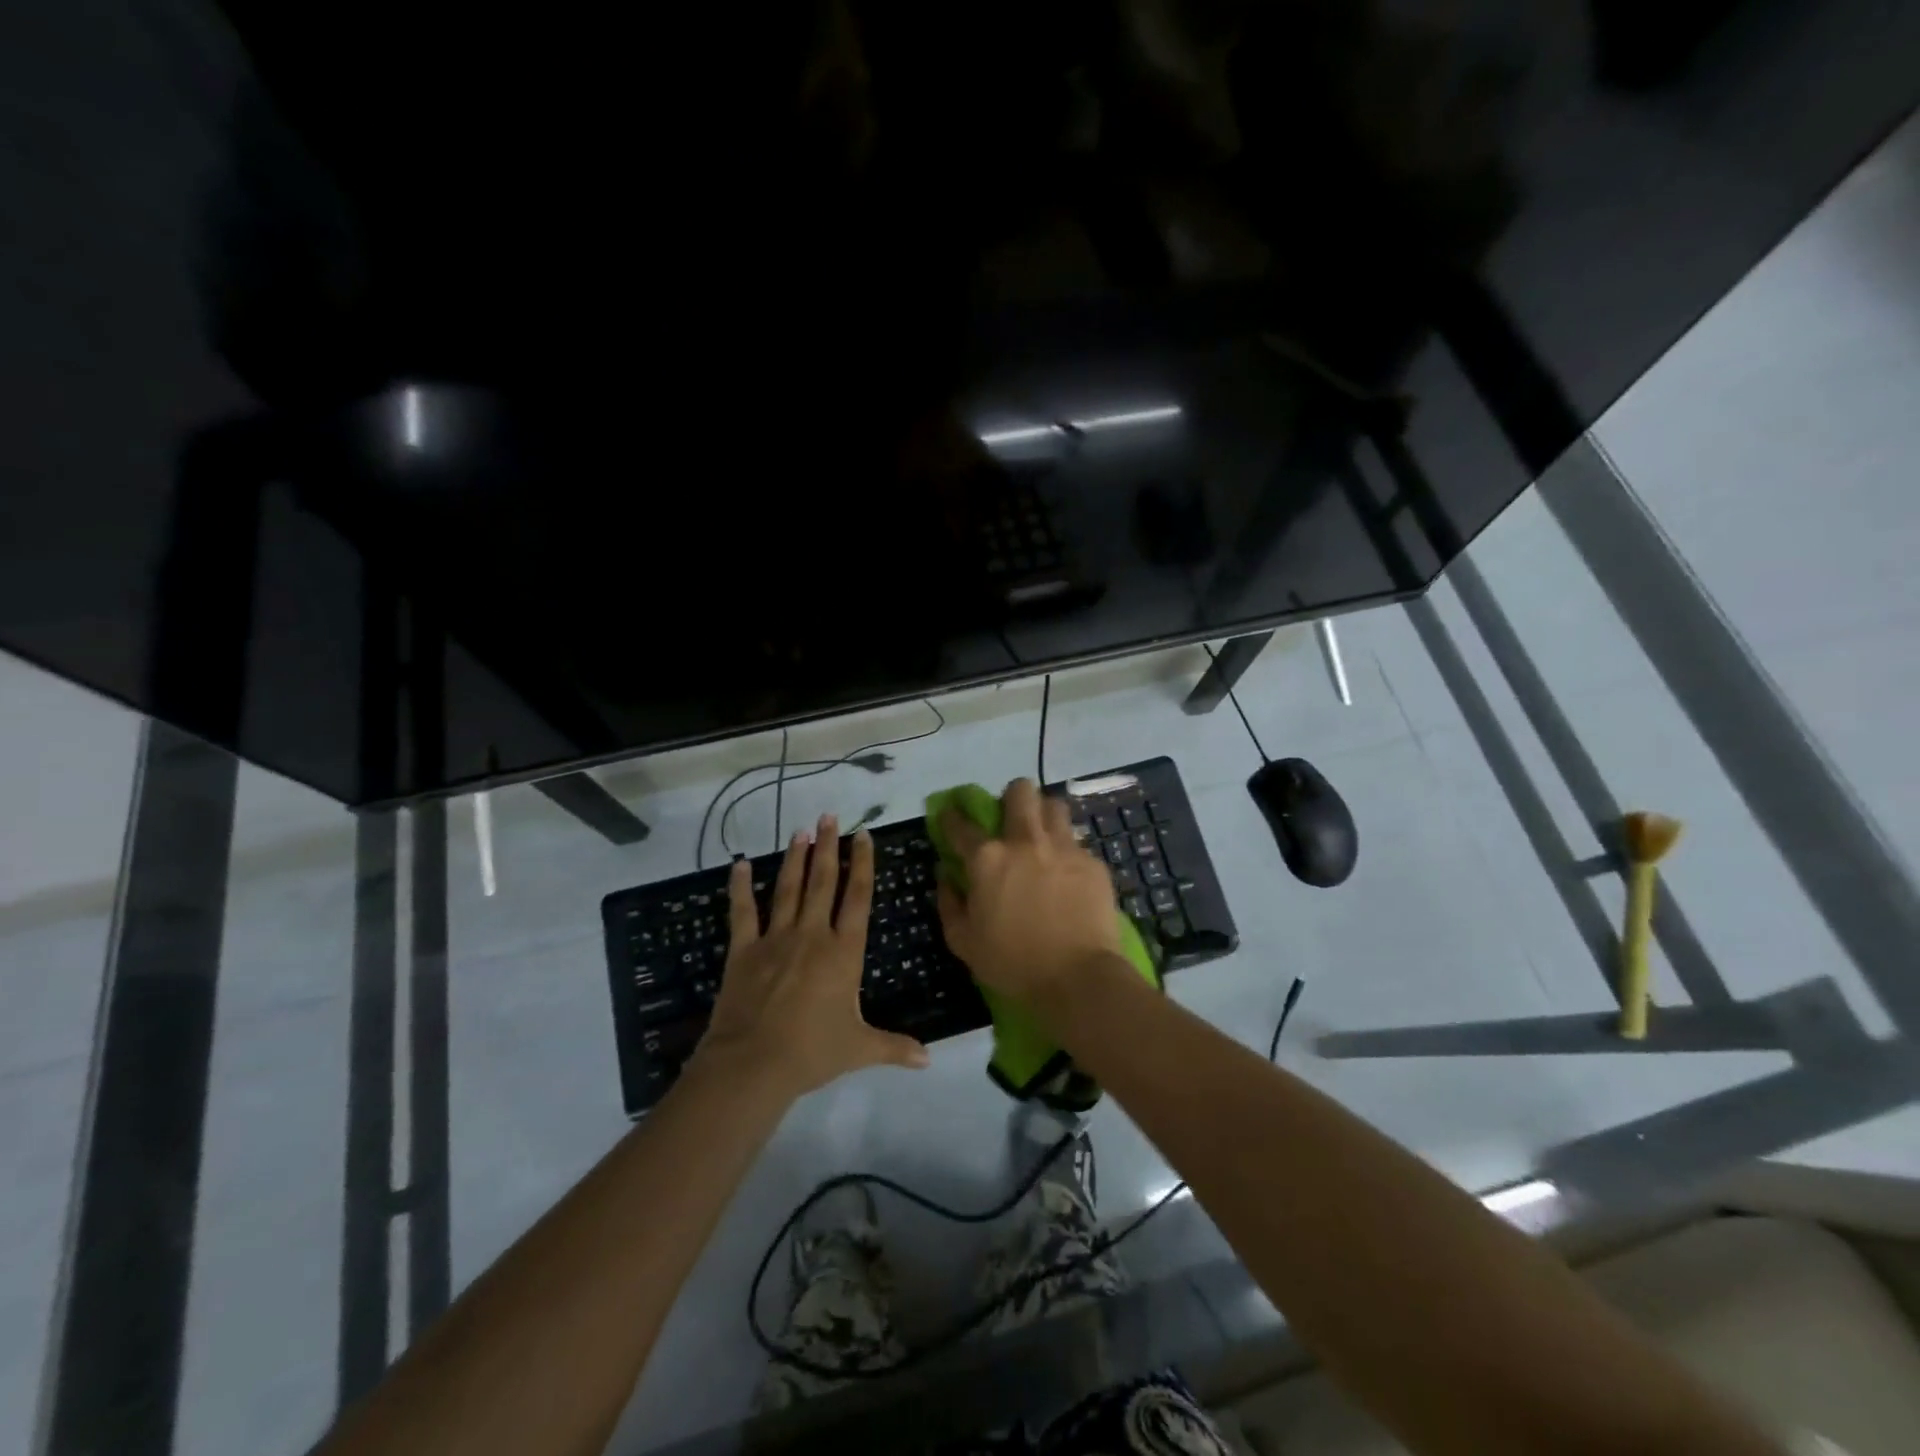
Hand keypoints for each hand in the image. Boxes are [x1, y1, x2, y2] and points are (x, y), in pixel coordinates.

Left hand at [697, 815, 929, 1097]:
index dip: (863, 864)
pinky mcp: (744, 950)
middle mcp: (812, 934)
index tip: (863, 835)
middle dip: (828, 847)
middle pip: (823, 881)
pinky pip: (743, 912)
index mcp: (844, 951)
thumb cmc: (812, 1051)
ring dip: (795, 858)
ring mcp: (776, 938)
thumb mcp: (860, 1049)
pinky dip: (740, 887)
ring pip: (788, 888)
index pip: (858, 897)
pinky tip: (741, 864)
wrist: (753, 1063)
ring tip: (800, 830)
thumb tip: (929, 1060)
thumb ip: (894, 1047)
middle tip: (829, 817)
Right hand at [936, 779, 1126, 1008]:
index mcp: (987, 858)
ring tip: (1042, 837)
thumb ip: (949, 903)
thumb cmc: (1013, 964)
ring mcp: (1063, 848)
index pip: (961, 824)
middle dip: (1011, 796)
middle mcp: (1025, 841)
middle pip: (1020, 791)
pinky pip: (1077, 843)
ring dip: (1044, 815)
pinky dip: (1068, 852)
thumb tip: (946, 876)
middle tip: (1010, 819)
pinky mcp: (1092, 863)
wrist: (1078, 978)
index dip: (952, 816)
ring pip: (1054, 806)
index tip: (950, 815)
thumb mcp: (964, 942)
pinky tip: (1068, 875)